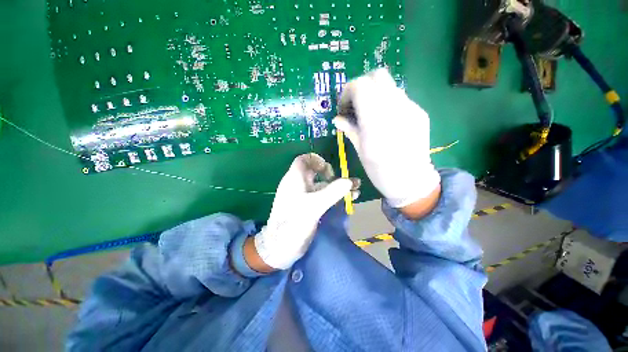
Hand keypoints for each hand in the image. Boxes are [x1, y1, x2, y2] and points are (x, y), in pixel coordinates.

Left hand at [252, 153, 353, 270]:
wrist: (281, 247)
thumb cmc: (294, 223)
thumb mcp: (314, 205)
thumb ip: (333, 192)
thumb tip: (349, 181)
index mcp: (294, 179)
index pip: (304, 160)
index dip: (316, 160)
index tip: (328, 170)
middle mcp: (299, 185)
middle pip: (317, 172)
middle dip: (333, 175)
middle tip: (344, 182)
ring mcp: (305, 196)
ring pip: (323, 185)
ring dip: (338, 187)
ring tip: (356, 190)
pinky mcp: (310, 207)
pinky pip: (324, 196)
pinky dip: (336, 196)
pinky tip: (350, 199)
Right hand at [333, 68, 440, 210]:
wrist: (413, 182)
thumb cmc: (382, 172)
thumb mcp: (361, 152)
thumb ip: (350, 130)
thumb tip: (337, 119)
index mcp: (376, 121)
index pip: (360, 86)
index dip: (347, 92)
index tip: (343, 107)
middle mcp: (395, 108)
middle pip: (377, 76)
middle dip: (361, 86)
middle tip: (354, 104)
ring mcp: (411, 108)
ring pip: (389, 86)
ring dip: (374, 94)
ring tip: (368, 113)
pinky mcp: (420, 113)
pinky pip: (399, 98)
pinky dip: (386, 102)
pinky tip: (384, 120)